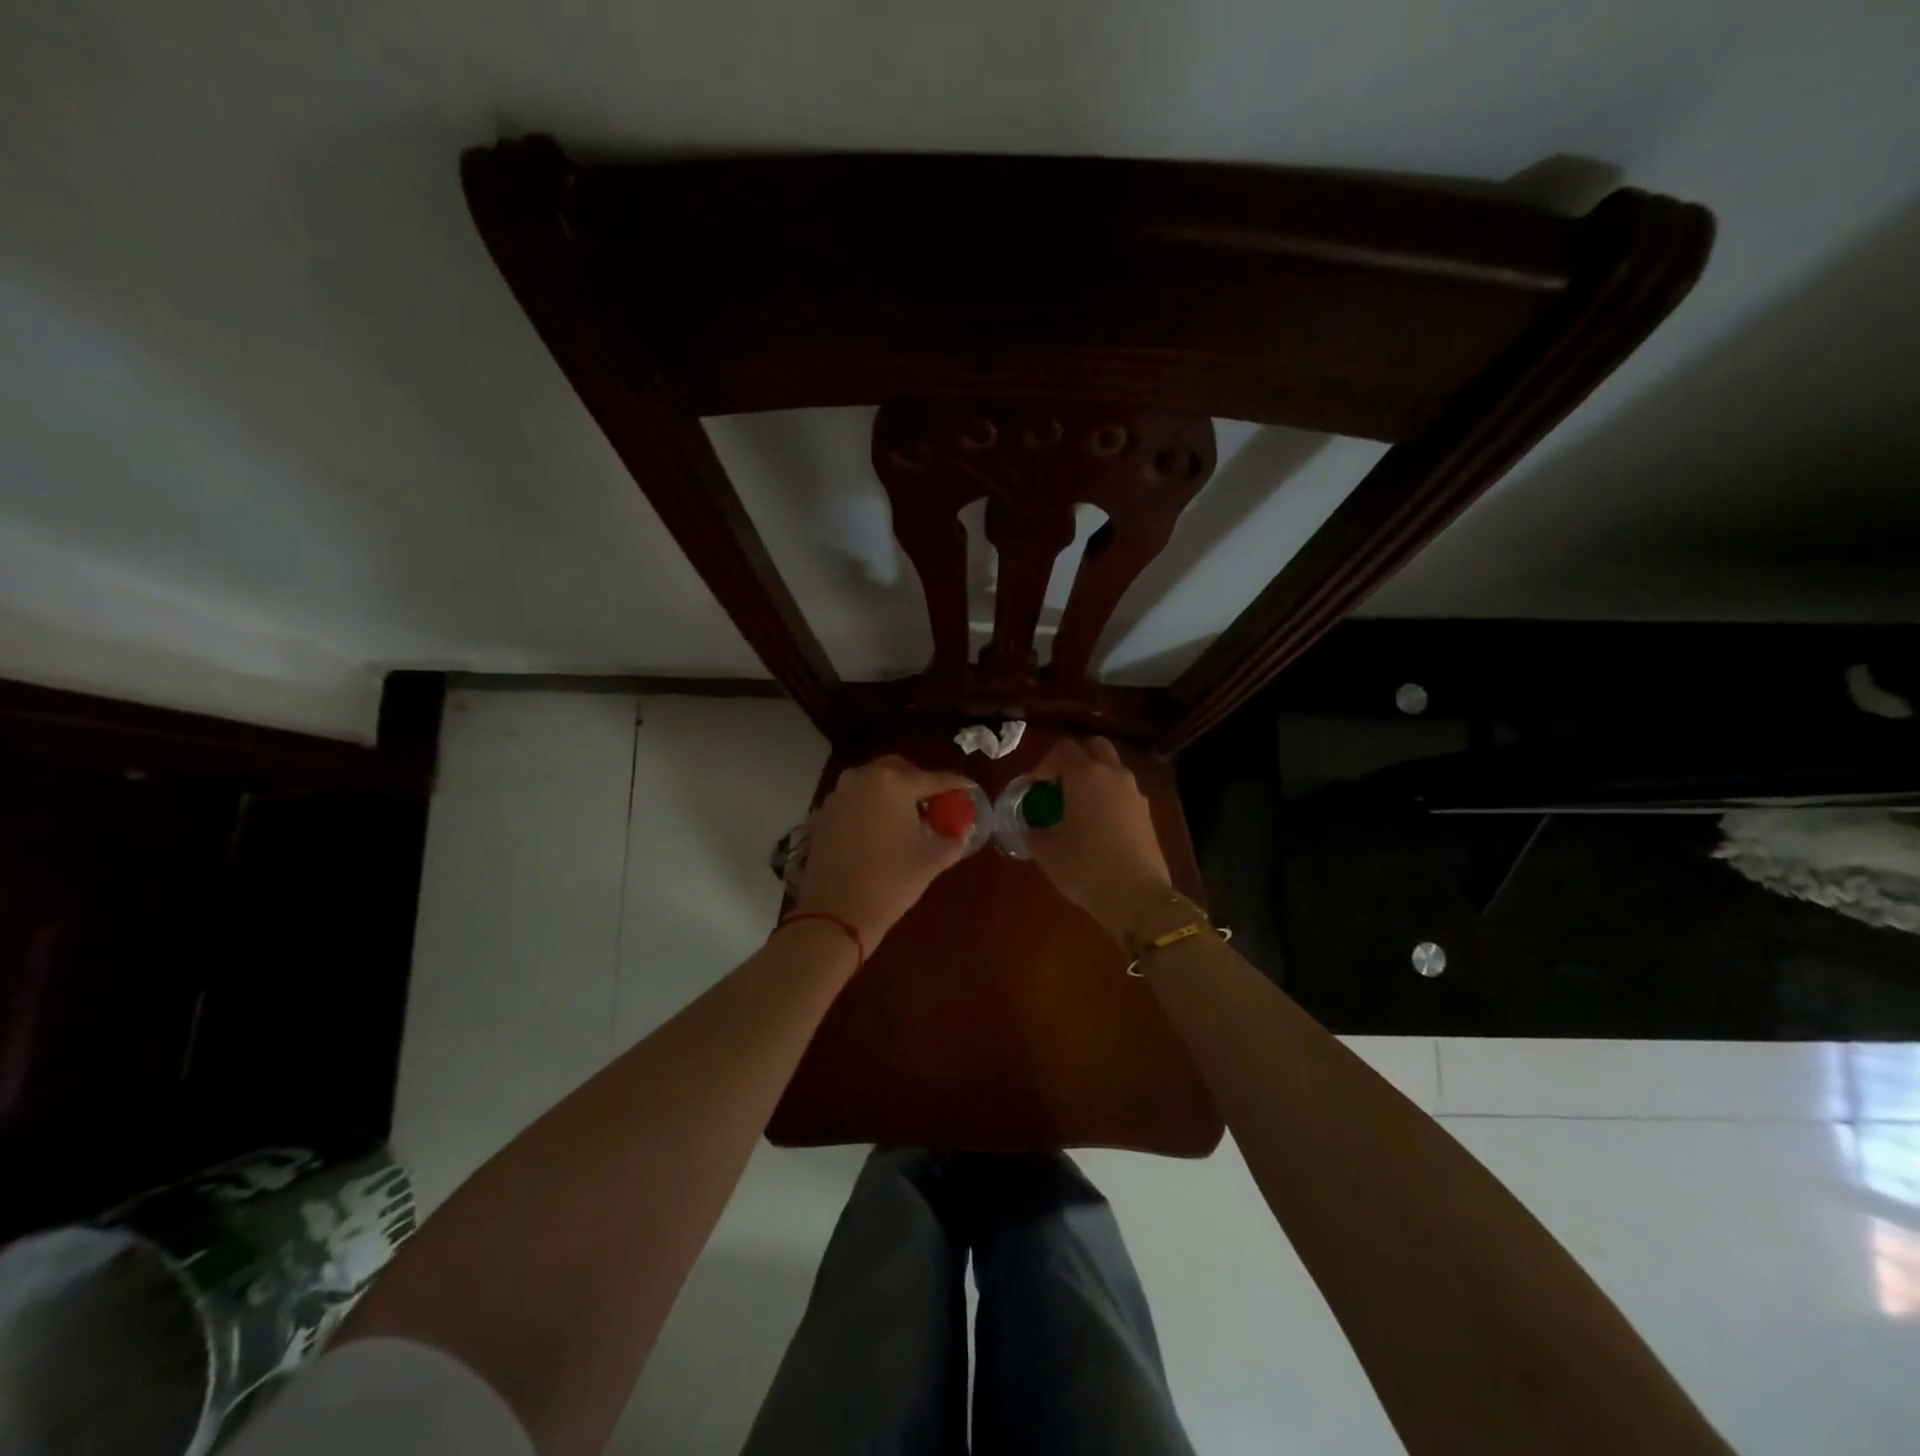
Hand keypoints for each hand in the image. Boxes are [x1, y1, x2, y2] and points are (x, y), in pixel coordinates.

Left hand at [794, 755, 976, 951]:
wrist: (836, 912)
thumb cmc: (891, 881)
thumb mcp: (932, 860)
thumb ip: (952, 839)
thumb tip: (959, 832)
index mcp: (894, 782)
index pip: (934, 778)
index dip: (955, 784)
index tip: (968, 788)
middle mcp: (863, 778)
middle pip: (898, 770)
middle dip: (918, 781)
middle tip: (934, 801)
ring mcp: (838, 794)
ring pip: (872, 782)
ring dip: (891, 793)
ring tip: (906, 816)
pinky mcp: (822, 814)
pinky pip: (853, 801)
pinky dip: (869, 807)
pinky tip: (878, 830)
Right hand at [1025, 736, 1173, 940]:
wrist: (1136, 896)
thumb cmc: (1085, 866)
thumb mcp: (1047, 851)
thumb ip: (1034, 831)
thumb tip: (1032, 827)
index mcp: (1085, 775)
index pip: (1063, 750)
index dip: (1044, 765)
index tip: (1034, 788)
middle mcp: (1113, 775)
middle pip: (1095, 747)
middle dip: (1075, 760)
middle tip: (1059, 785)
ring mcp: (1135, 794)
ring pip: (1113, 770)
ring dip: (1094, 779)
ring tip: (1077, 808)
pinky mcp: (1147, 814)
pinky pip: (1124, 793)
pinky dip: (1109, 798)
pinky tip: (1098, 827)